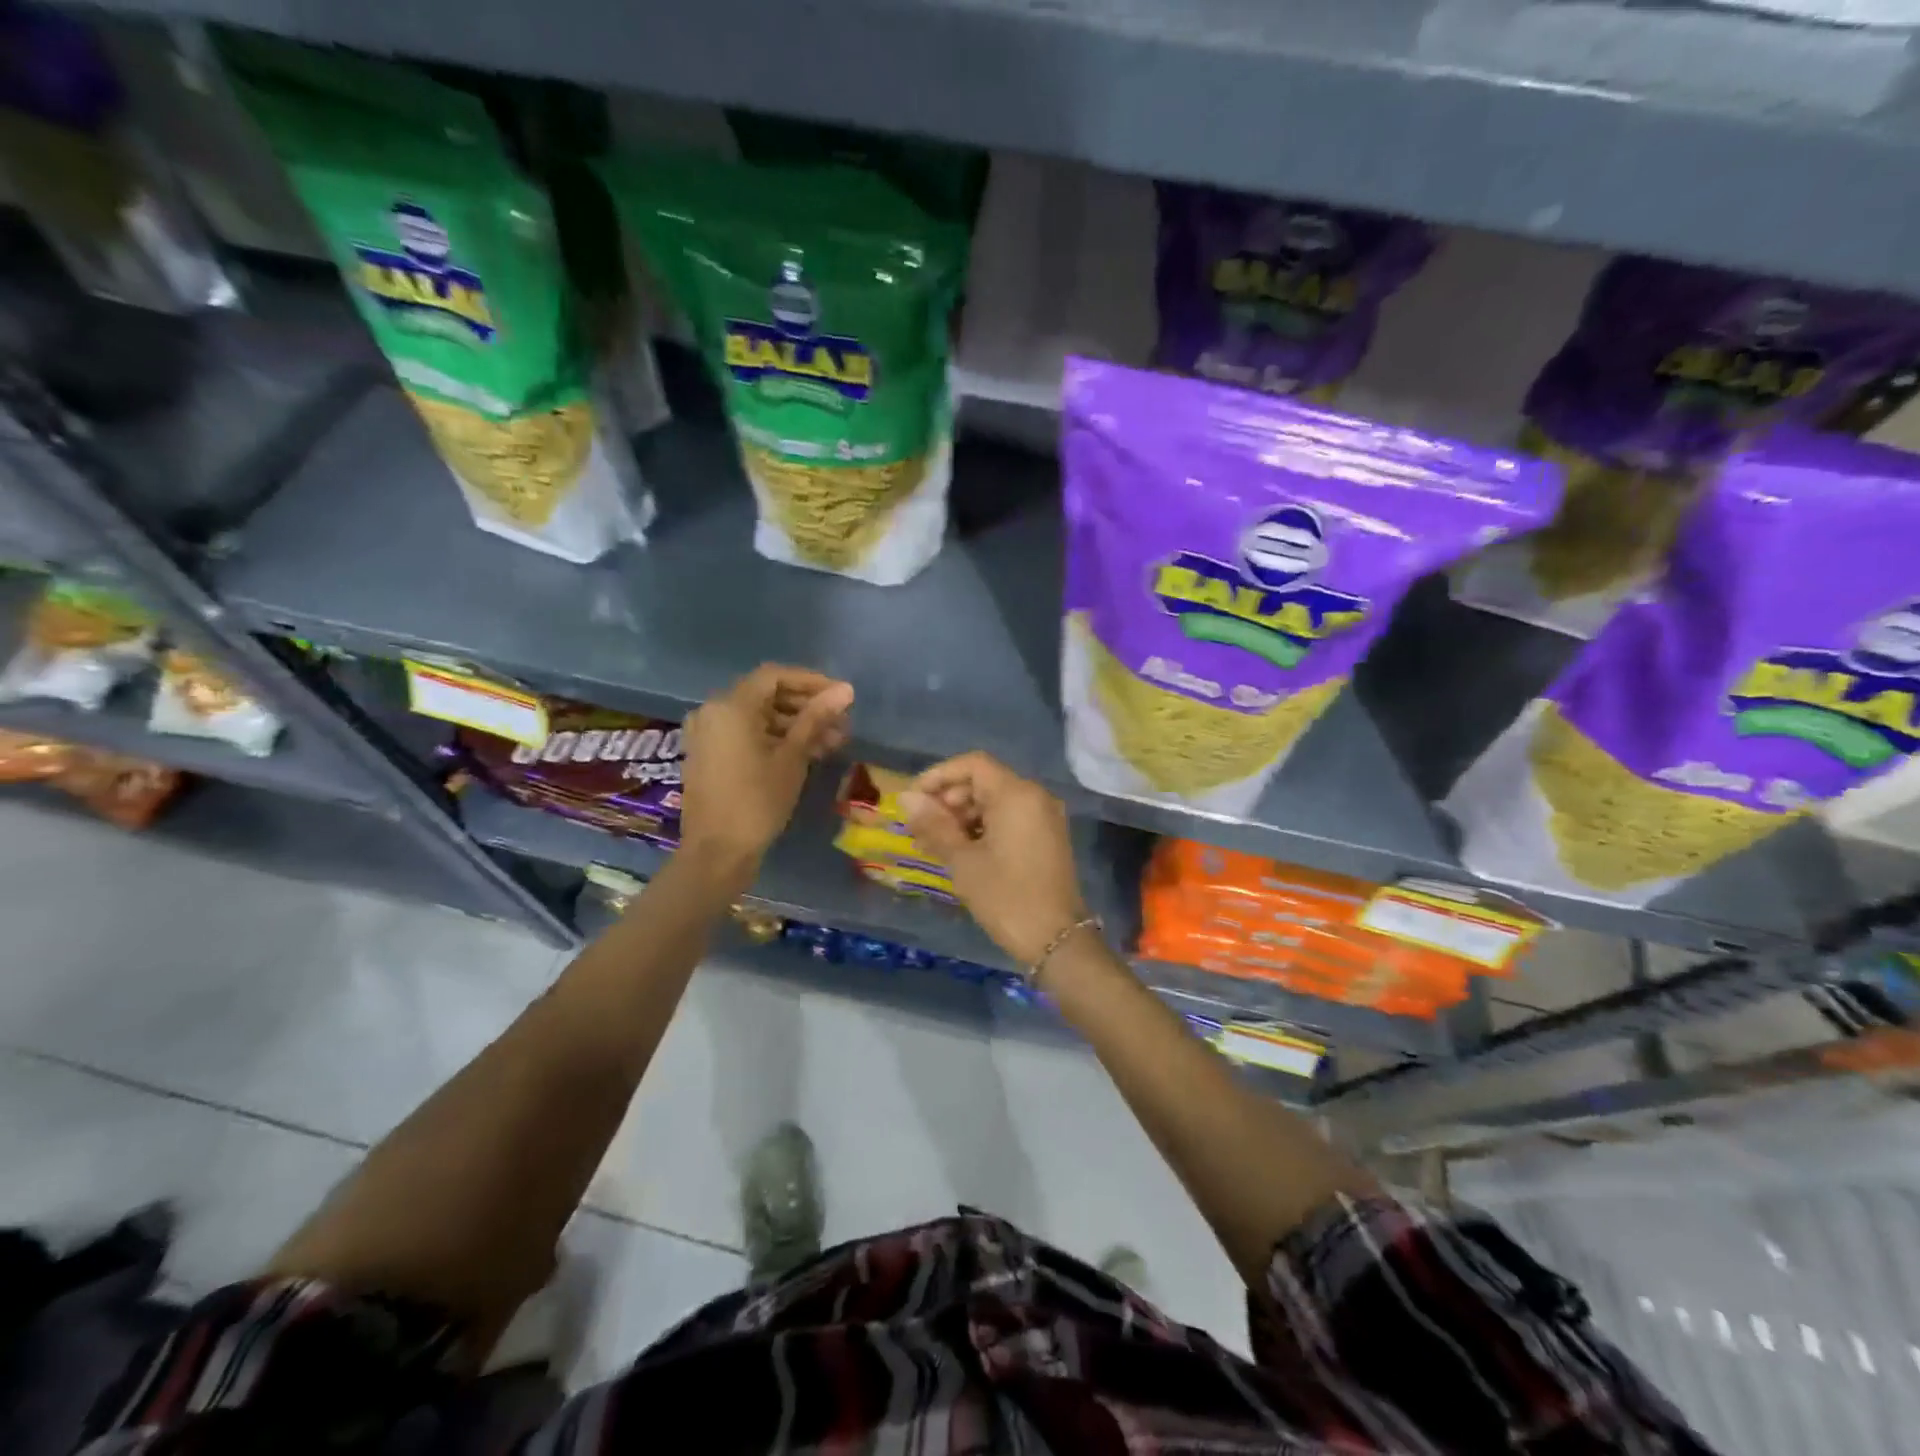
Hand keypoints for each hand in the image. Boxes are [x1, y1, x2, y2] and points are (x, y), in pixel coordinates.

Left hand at [680, 665, 852, 864]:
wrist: (717, 852)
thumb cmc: (758, 801)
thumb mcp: (793, 757)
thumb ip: (816, 718)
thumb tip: (845, 690)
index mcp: (730, 706)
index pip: (774, 676)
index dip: (811, 681)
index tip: (841, 696)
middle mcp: (713, 711)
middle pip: (766, 695)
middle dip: (806, 706)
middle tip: (840, 723)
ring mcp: (708, 734)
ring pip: (758, 717)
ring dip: (795, 725)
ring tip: (832, 742)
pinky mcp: (710, 754)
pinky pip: (746, 734)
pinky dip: (775, 738)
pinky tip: (807, 753)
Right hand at [900, 752, 1088, 964]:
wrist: (1057, 941)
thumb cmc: (1006, 897)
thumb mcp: (963, 861)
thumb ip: (934, 824)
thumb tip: (906, 797)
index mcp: (1017, 794)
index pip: (973, 764)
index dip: (939, 776)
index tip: (914, 799)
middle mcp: (1035, 796)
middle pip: (984, 781)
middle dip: (949, 798)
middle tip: (921, 827)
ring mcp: (1045, 817)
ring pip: (996, 801)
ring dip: (963, 815)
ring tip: (935, 843)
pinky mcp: (1047, 837)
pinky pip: (1010, 818)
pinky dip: (984, 827)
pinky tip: (961, 851)